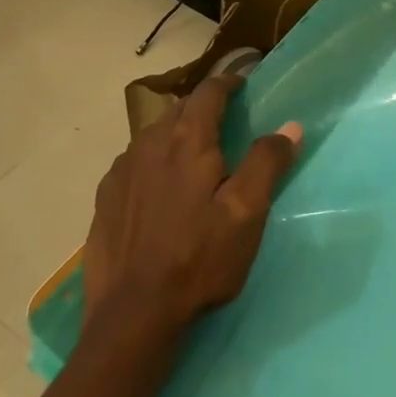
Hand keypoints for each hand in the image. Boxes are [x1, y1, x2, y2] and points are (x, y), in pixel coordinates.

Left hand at [82, 73, 303, 343]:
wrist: (132, 313)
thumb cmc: (198, 259)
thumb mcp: (245, 213)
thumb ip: (266, 163)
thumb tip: (290, 126)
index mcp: (186, 140)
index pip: (208, 92)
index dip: (228, 83)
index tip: (242, 83)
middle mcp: (149, 142)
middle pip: (179, 109)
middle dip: (202, 108)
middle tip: (224, 122)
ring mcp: (122, 169)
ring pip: (154, 135)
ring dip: (176, 134)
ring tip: (193, 156)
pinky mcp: (105, 196)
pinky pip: (134, 162)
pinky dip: (153, 161)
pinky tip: (159, 189)